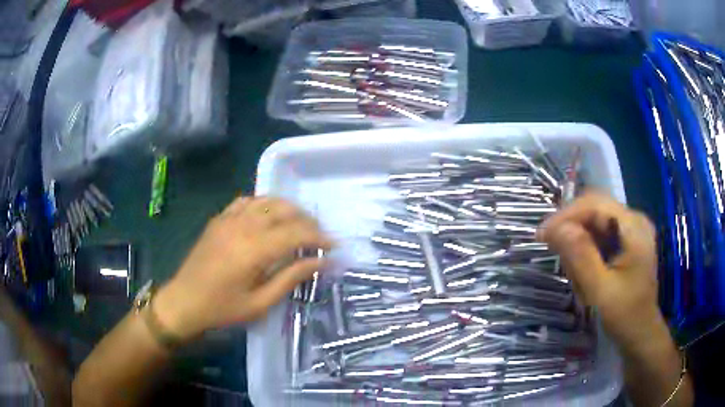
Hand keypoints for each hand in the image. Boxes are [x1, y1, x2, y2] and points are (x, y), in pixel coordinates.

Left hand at [154, 197, 332, 341]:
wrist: (184, 301)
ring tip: (299, 224)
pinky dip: (264, 204)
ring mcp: (229, 219)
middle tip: (319, 236)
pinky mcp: (219, 218)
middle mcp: (243, 226)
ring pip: (267, 200)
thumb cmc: (223, 308)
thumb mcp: (260, 302)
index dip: (319, 237)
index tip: (334, 245)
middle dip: (307, 220)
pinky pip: (247, 201)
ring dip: (288, 209)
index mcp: (254, 249)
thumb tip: (322, 262)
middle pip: (284, 211)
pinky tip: (269, 216)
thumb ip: (291, 278)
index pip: (296, 233)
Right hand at [537, 191, 663, 353]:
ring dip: (578, 240)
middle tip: (552, 250)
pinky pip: (600, 234)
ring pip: (595, 221)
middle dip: (571, 227)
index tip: (542, 236)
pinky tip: (582, 269)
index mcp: (633, 226)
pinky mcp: (626, 241)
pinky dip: (586, 248)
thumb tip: (556, 228)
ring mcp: (631, 230)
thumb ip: (581, 257)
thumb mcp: (601, 290)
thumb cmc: (625, 315)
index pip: (594, 203)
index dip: (566, 215)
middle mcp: (633, 220)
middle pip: (594, 208)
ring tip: (572, 270)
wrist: (641, 333)